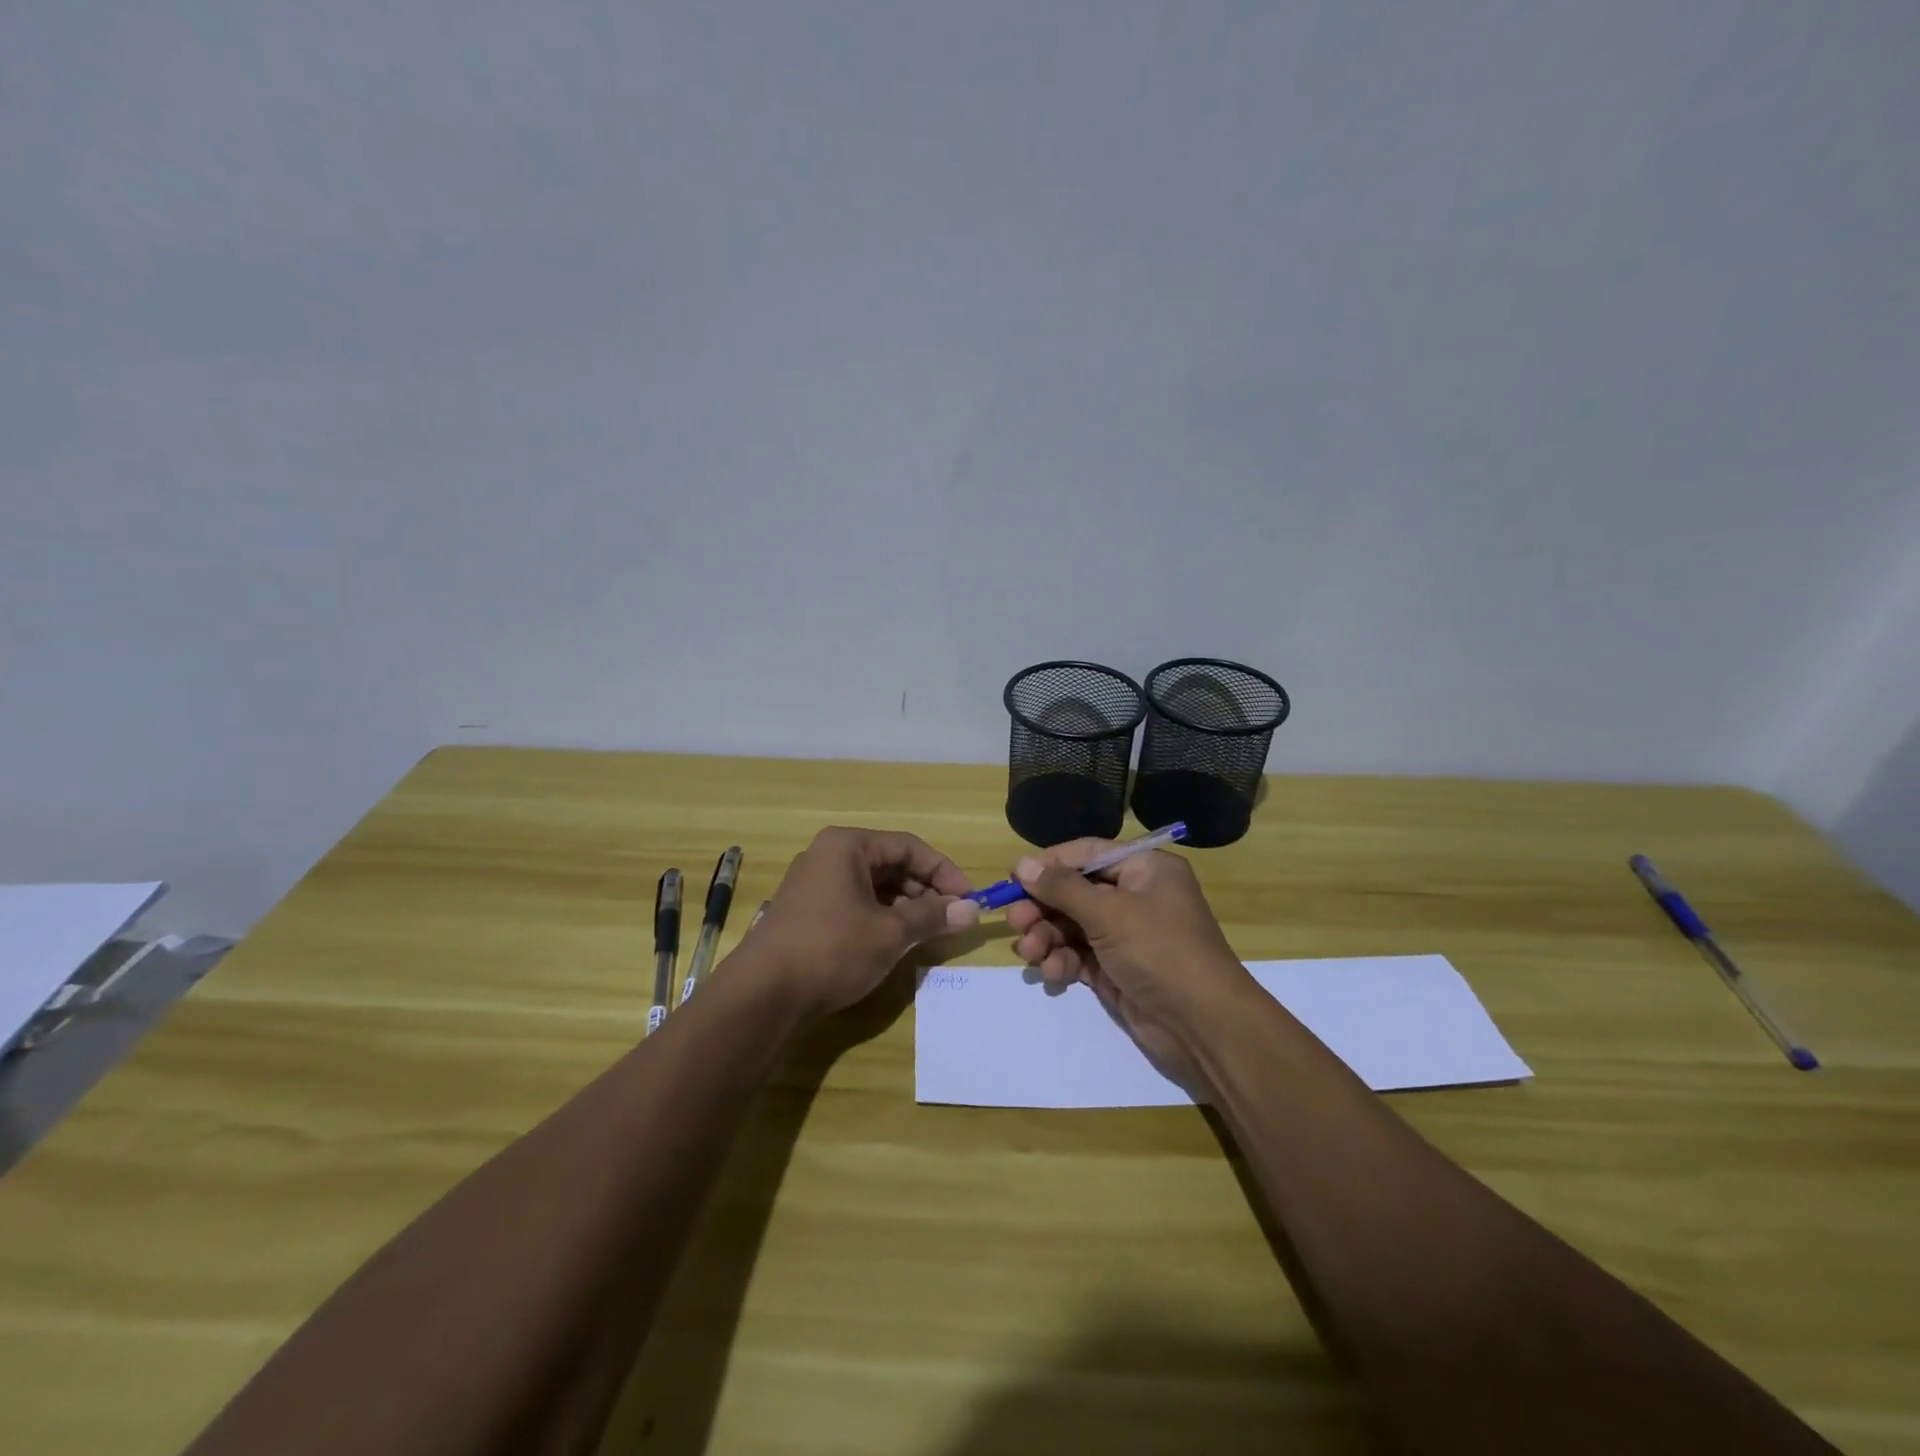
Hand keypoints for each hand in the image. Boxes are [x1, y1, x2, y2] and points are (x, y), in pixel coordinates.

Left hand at [743, 826, 978, 1018]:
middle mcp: (828, 856)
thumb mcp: (890, 932)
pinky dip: (881, 918)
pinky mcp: (808, 913)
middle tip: (952, 918)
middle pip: (890, 864)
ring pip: (873, 886)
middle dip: (925, 890)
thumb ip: (932, 916)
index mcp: (847, 846)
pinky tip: (896, 941)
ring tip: (929, 932)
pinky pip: (855, 904)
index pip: (908, 846)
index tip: (969, 898)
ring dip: (905, 906)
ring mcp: (814, 884)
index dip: (943, 871)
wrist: (763, 995)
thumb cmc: (832, 949)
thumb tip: (971, 909)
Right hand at [1003, 840, 1253, 1084]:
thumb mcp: (1108, 913)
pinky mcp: (1118, 968)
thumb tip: (1021, 863)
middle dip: (1043, 907)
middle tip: (1014, 921)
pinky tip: (1052, 973)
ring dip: (1048, 937)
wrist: (1203, 1026)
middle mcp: (1137, 896)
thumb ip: (1062, 888)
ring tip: (1029, 953)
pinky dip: (1063, 961)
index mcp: (1145, 869)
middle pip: (1076, 891)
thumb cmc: (1160, 951)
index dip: (1050, 864)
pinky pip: (1080, 954)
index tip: (1014, 877)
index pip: (1088, 854)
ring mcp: (1127, 935)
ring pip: (1073, 925)